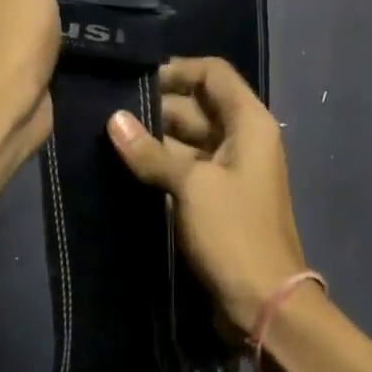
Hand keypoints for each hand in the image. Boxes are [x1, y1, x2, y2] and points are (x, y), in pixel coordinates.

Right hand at [107, 57, 307, 334]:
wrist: (263, 300)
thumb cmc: (233, 232)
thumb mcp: (191, 185)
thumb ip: (151, 151)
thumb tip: (113, 119)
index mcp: (248, 123)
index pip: (213, 74)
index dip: (176, 70)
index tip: (134, 79)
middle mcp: (241, 138)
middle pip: (197, 105)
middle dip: (155, 106)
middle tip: (108, 110)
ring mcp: (228, 169)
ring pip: (186, 138)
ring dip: (153, 138)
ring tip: (107, 135)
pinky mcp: (214, 197)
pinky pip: (184, 168)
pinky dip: (159, 164)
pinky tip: (124, 165)